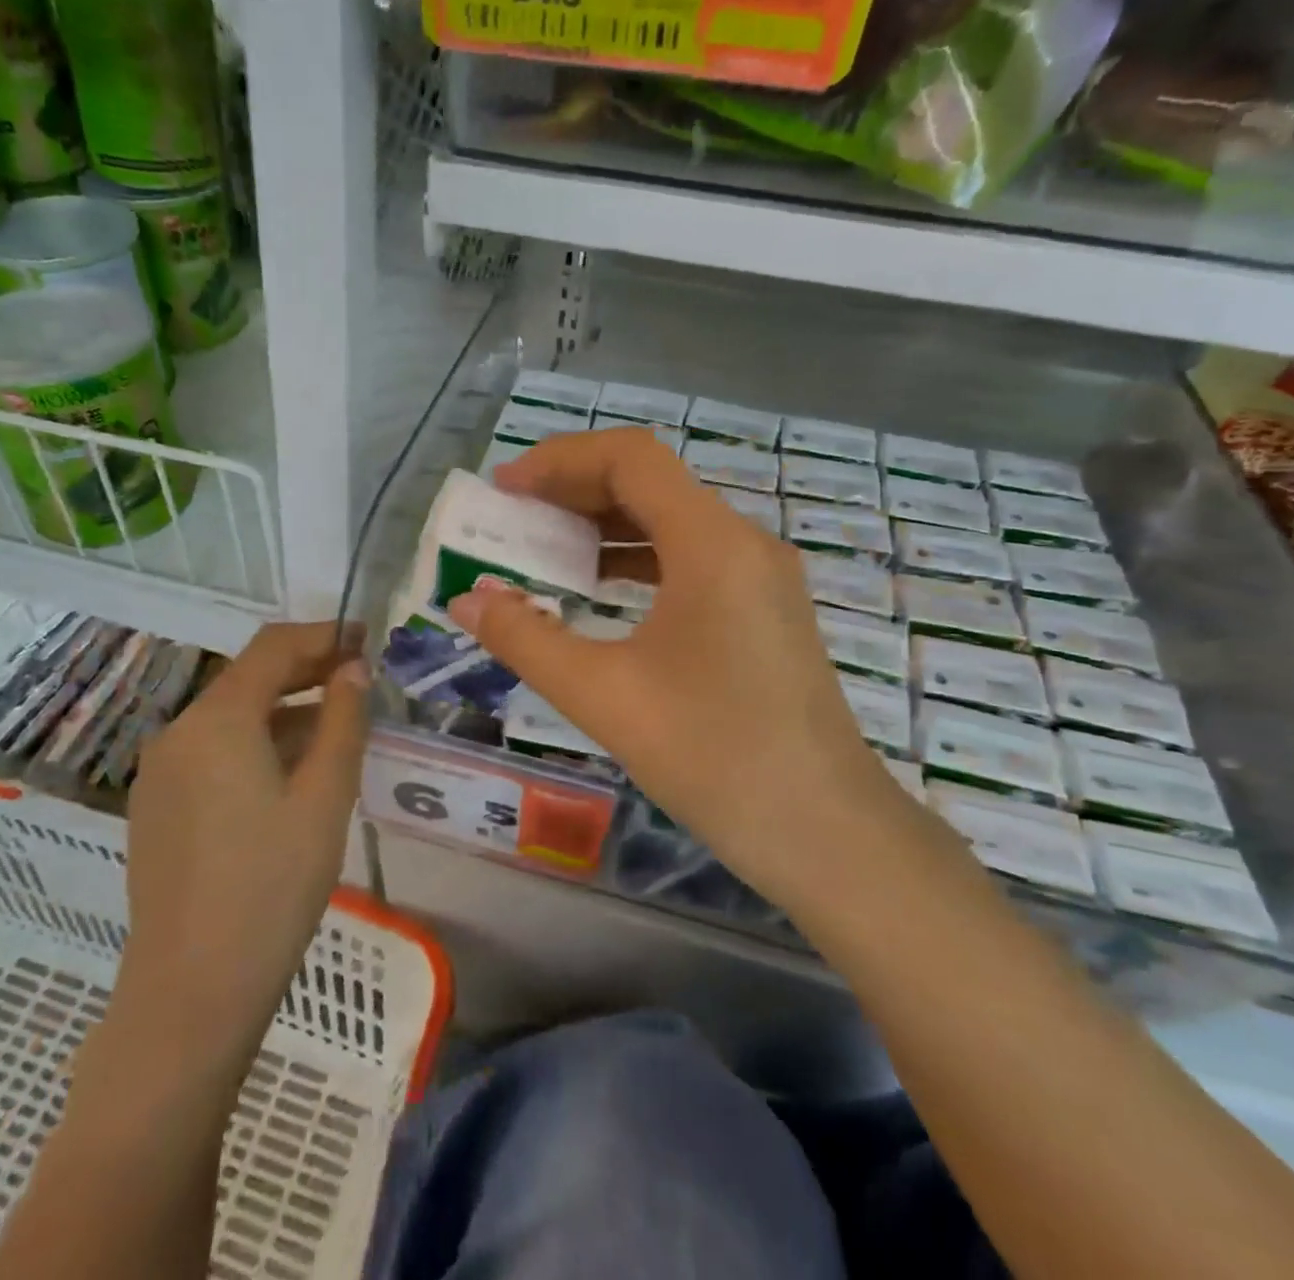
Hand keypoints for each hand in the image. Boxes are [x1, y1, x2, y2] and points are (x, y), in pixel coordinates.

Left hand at [111, 623, 369, 1063]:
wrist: (191, 993)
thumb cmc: (272, 887)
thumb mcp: (325, 797)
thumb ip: (343, 721)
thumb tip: (353, 670)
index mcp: (217, 720)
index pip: (273, 647)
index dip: (323, 636)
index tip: (366, 639)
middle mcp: (178, 732)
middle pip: (248, 678)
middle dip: (306, 671)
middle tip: (359, 678)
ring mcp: (160, 772)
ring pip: (231, 718)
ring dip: (284, 711)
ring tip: (336, 727)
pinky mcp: (157, 807)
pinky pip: (213, 753)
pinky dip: (256, 744)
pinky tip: (292, 773)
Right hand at [449, 429, 893, 895]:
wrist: (826, 834)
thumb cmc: (714, 757)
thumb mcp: (603, 695)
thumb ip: (525, 640)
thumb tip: (467, 601)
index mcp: (711, 544)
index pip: (631, 459)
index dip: (560, 460)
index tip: (506, 489)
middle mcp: (743, 543)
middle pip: (651, 483)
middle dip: (575, 490)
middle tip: (514, 517)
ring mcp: (760, 577)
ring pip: (672, 520)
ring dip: (605, 525)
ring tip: (544, 550)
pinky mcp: (764, 610)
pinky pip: (691, 558)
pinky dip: (637, 559)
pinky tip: (600, 590)